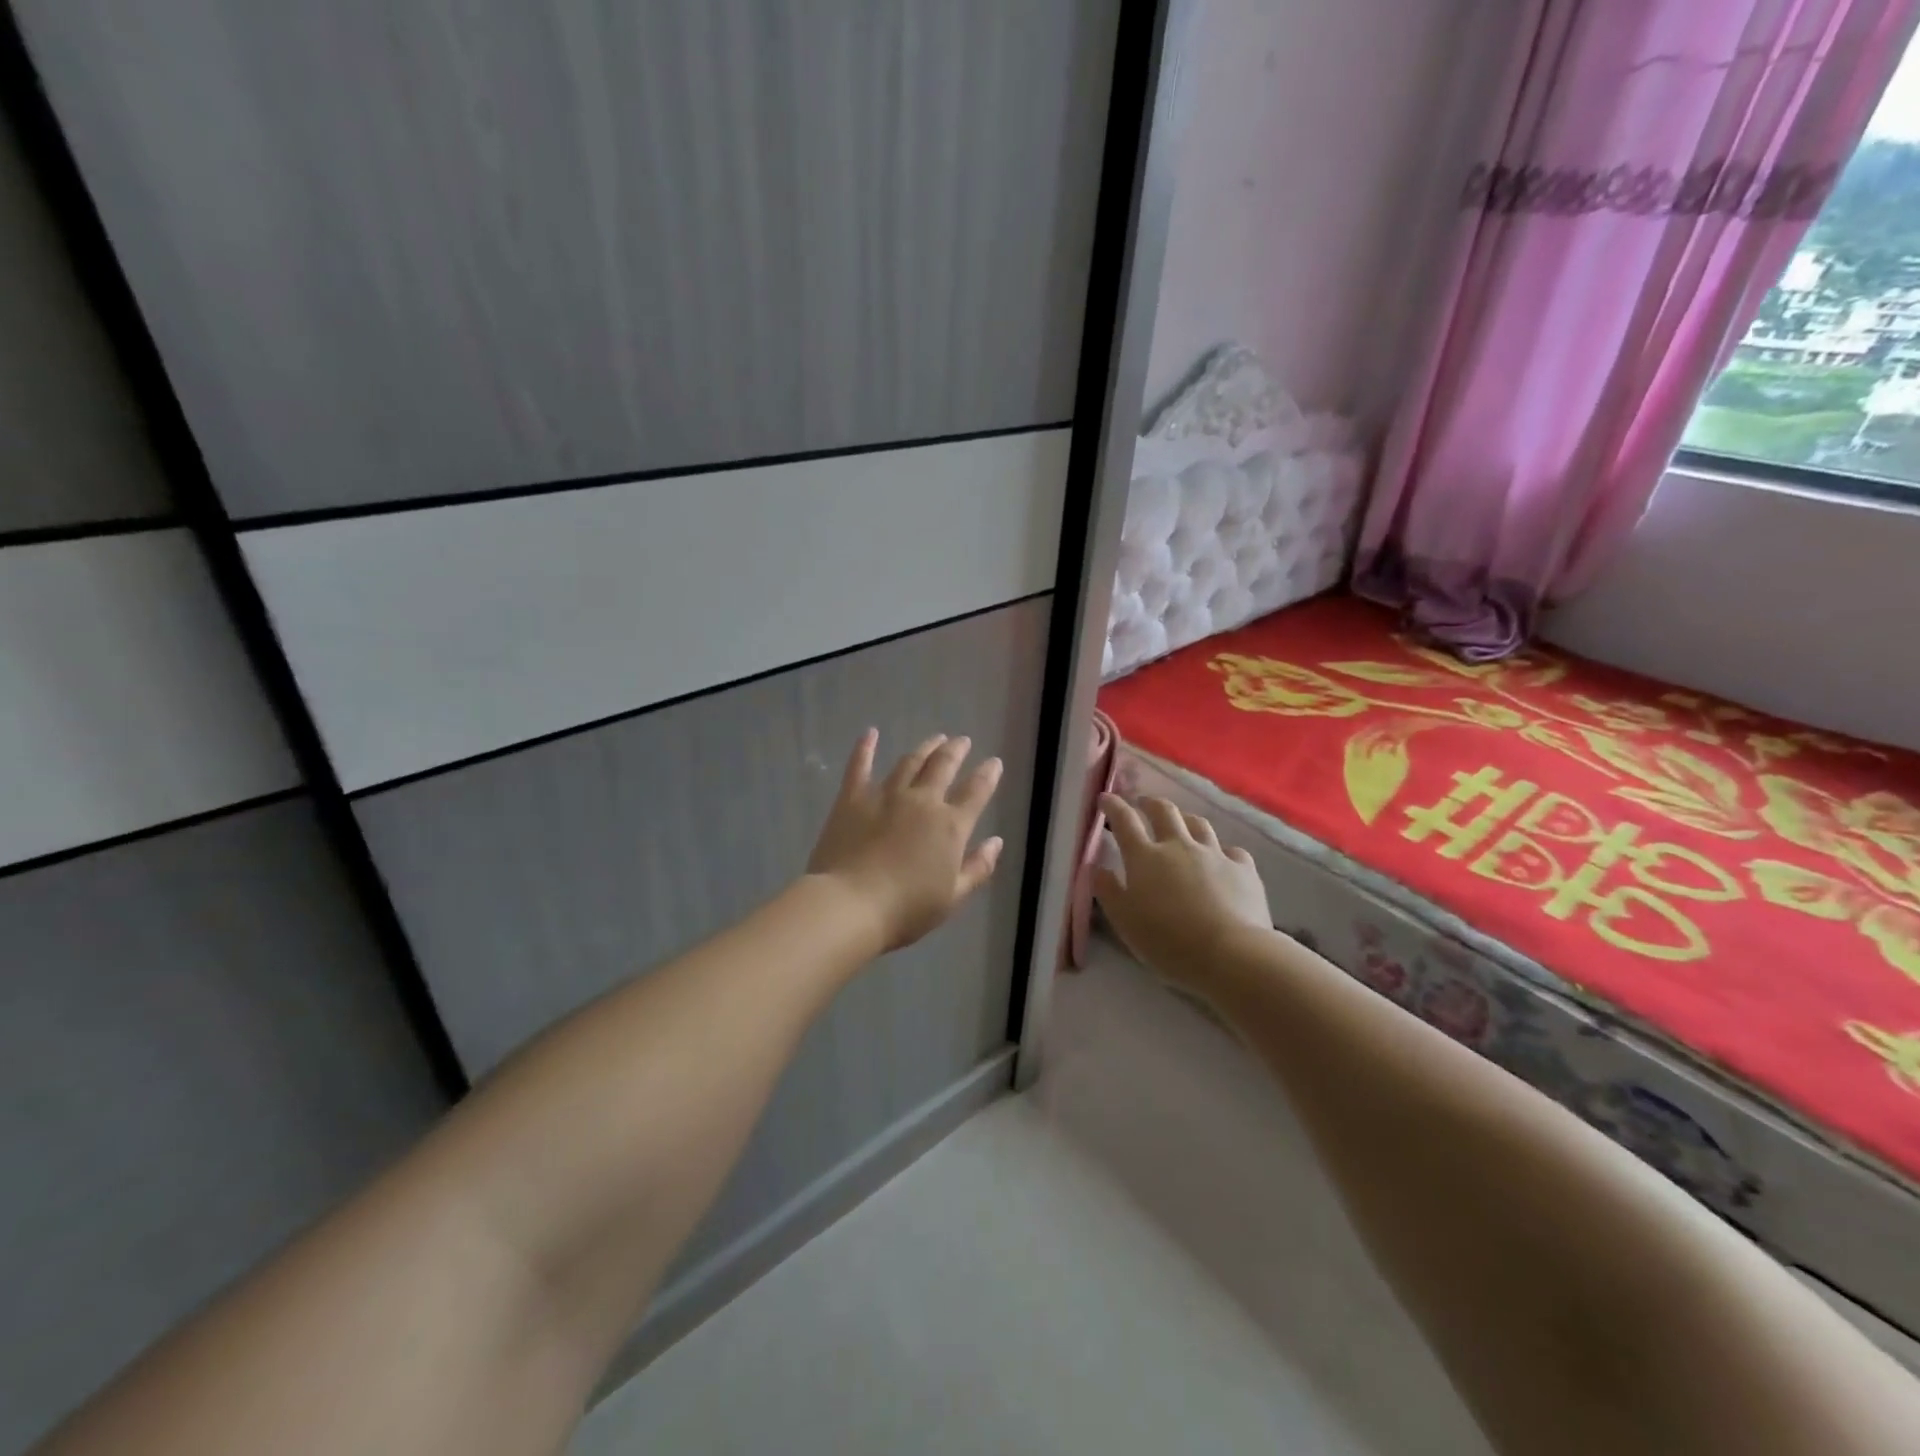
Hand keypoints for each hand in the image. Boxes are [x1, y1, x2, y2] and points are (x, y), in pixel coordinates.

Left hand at [806, 730, 1004, 952]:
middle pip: (943, 766)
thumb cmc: (906, 909)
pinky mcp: (852, 798)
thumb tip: (996, 842)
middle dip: (956, 750)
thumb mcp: (952, 897)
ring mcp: (885, 795)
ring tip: (934, 739)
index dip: (988, 775)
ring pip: (909, 762)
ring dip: (925, 748)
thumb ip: (978, 868)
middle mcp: (922, 801)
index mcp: (950, 826)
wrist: (850, 905)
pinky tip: (870, 733)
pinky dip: (866, 748)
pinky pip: (860, 766)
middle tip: (962, 740)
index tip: (994, 762)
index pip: (976, 792)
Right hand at [1094, 795, 1271, 990]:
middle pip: (1165, 811)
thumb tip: (1096, 868)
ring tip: (1181, 823)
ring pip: (1199, 824)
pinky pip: (1232, 851)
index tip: (1105, 798)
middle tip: (1143, 803)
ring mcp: (1214, 854)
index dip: (1113, 806)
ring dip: (1185, 819)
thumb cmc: (1168, 941)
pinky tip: (1223, 859)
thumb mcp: (1125, 921)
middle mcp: (1179, 846)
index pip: (1125, 821)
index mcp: (1145, 858)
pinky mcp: (1244, 869)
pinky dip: (1222, 851)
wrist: (1231, 954)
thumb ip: (1108, 891)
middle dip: (1150, 803)